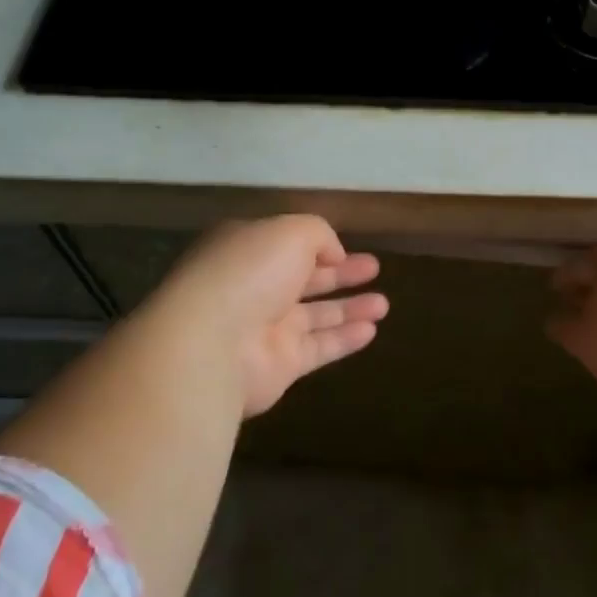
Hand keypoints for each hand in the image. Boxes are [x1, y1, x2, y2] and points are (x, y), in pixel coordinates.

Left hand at [147, 216, 387, 416]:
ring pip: (316, 314)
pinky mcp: (279, 365)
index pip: (286, 244)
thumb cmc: (249, 272)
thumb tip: (333, 254)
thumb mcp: (290, 231)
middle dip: (340, 273)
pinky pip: (319, 347)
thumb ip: (319, 234)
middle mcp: (255, 287)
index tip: (346, 247)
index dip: (318, 244)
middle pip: (305, 279)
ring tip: (385, 303)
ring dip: (350, 307)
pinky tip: (372, 330)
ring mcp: (266, 328)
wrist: (211, 344)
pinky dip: (345, 339)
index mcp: (248, 250)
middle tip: (374, 268)